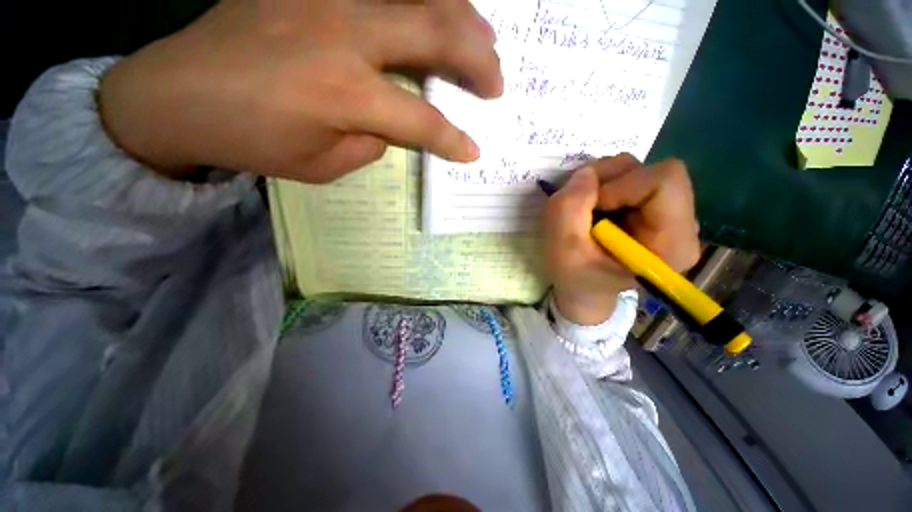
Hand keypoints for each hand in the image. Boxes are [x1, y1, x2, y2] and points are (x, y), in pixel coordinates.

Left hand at [99, 0, 502, 181]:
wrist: (176, 95)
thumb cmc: (251, 142)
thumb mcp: (323, 165)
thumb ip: (371, 142)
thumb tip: (395, 123)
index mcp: (345, 94)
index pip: (422, 120)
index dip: (453, 140)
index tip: (473, 151)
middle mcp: (343, 34)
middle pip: (434, 34)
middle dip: (476, 61)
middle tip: (496, 82)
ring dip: (460, 15)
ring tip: (483, 36)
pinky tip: (431, 6)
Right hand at [545, 154, 701, 324]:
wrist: (584, 290)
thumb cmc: (576, 278)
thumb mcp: (563, 250)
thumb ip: (569, 208)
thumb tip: (586, 173)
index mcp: (672, 242)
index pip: (665, 181)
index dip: (621, 185)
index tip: (592, 208)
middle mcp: (681, 224)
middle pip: (654, 171)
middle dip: (609, 181)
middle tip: (583, 205)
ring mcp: (668, 213)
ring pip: (639, 170)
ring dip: (603, 182)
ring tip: (586, 209)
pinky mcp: (652, 207)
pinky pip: (630, 178)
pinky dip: (604, 186)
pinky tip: (593, 209)